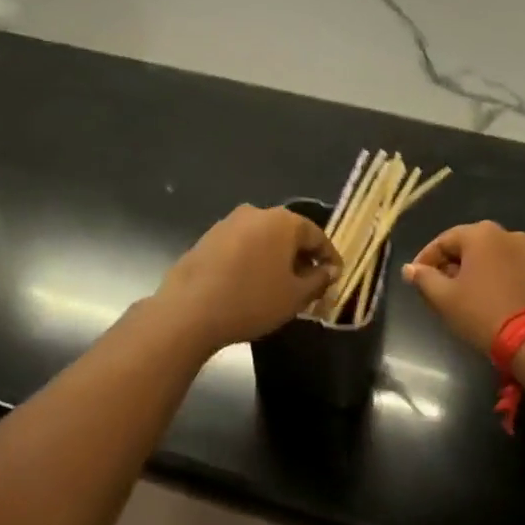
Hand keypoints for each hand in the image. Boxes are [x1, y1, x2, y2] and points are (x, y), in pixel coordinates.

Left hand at [154, 206, 340, 351]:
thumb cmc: (252, 301)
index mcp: (283, 221)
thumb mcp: (295, 296)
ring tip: (279, 285)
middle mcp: (256, 213)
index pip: (317, 236)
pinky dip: (252, 260)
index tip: (335, 277)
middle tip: (309, 283)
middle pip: (289, 234)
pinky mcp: (207, 238)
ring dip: (275, 258)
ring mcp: (228, 223)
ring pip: (263, 239)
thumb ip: (319, 280)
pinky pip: (241, 246)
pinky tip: (250, 283)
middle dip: (301, 257)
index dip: (329, 258)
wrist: (188, 311)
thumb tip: (330, 271)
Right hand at [403, 221, 524, 355]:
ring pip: (490, 257)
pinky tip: (488, 299)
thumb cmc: (482, 313)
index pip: (443, 241)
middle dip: (450, 265)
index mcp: (481, 234)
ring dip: (473, 271)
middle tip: (437, 288)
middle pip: (468, 246)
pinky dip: (495, 278)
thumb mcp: (445, 298)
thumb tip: (409, 269)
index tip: (415, 279)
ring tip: (462, 296)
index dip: (425, 259)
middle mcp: (507, 234)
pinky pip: (509, 268)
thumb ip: (424, 278)